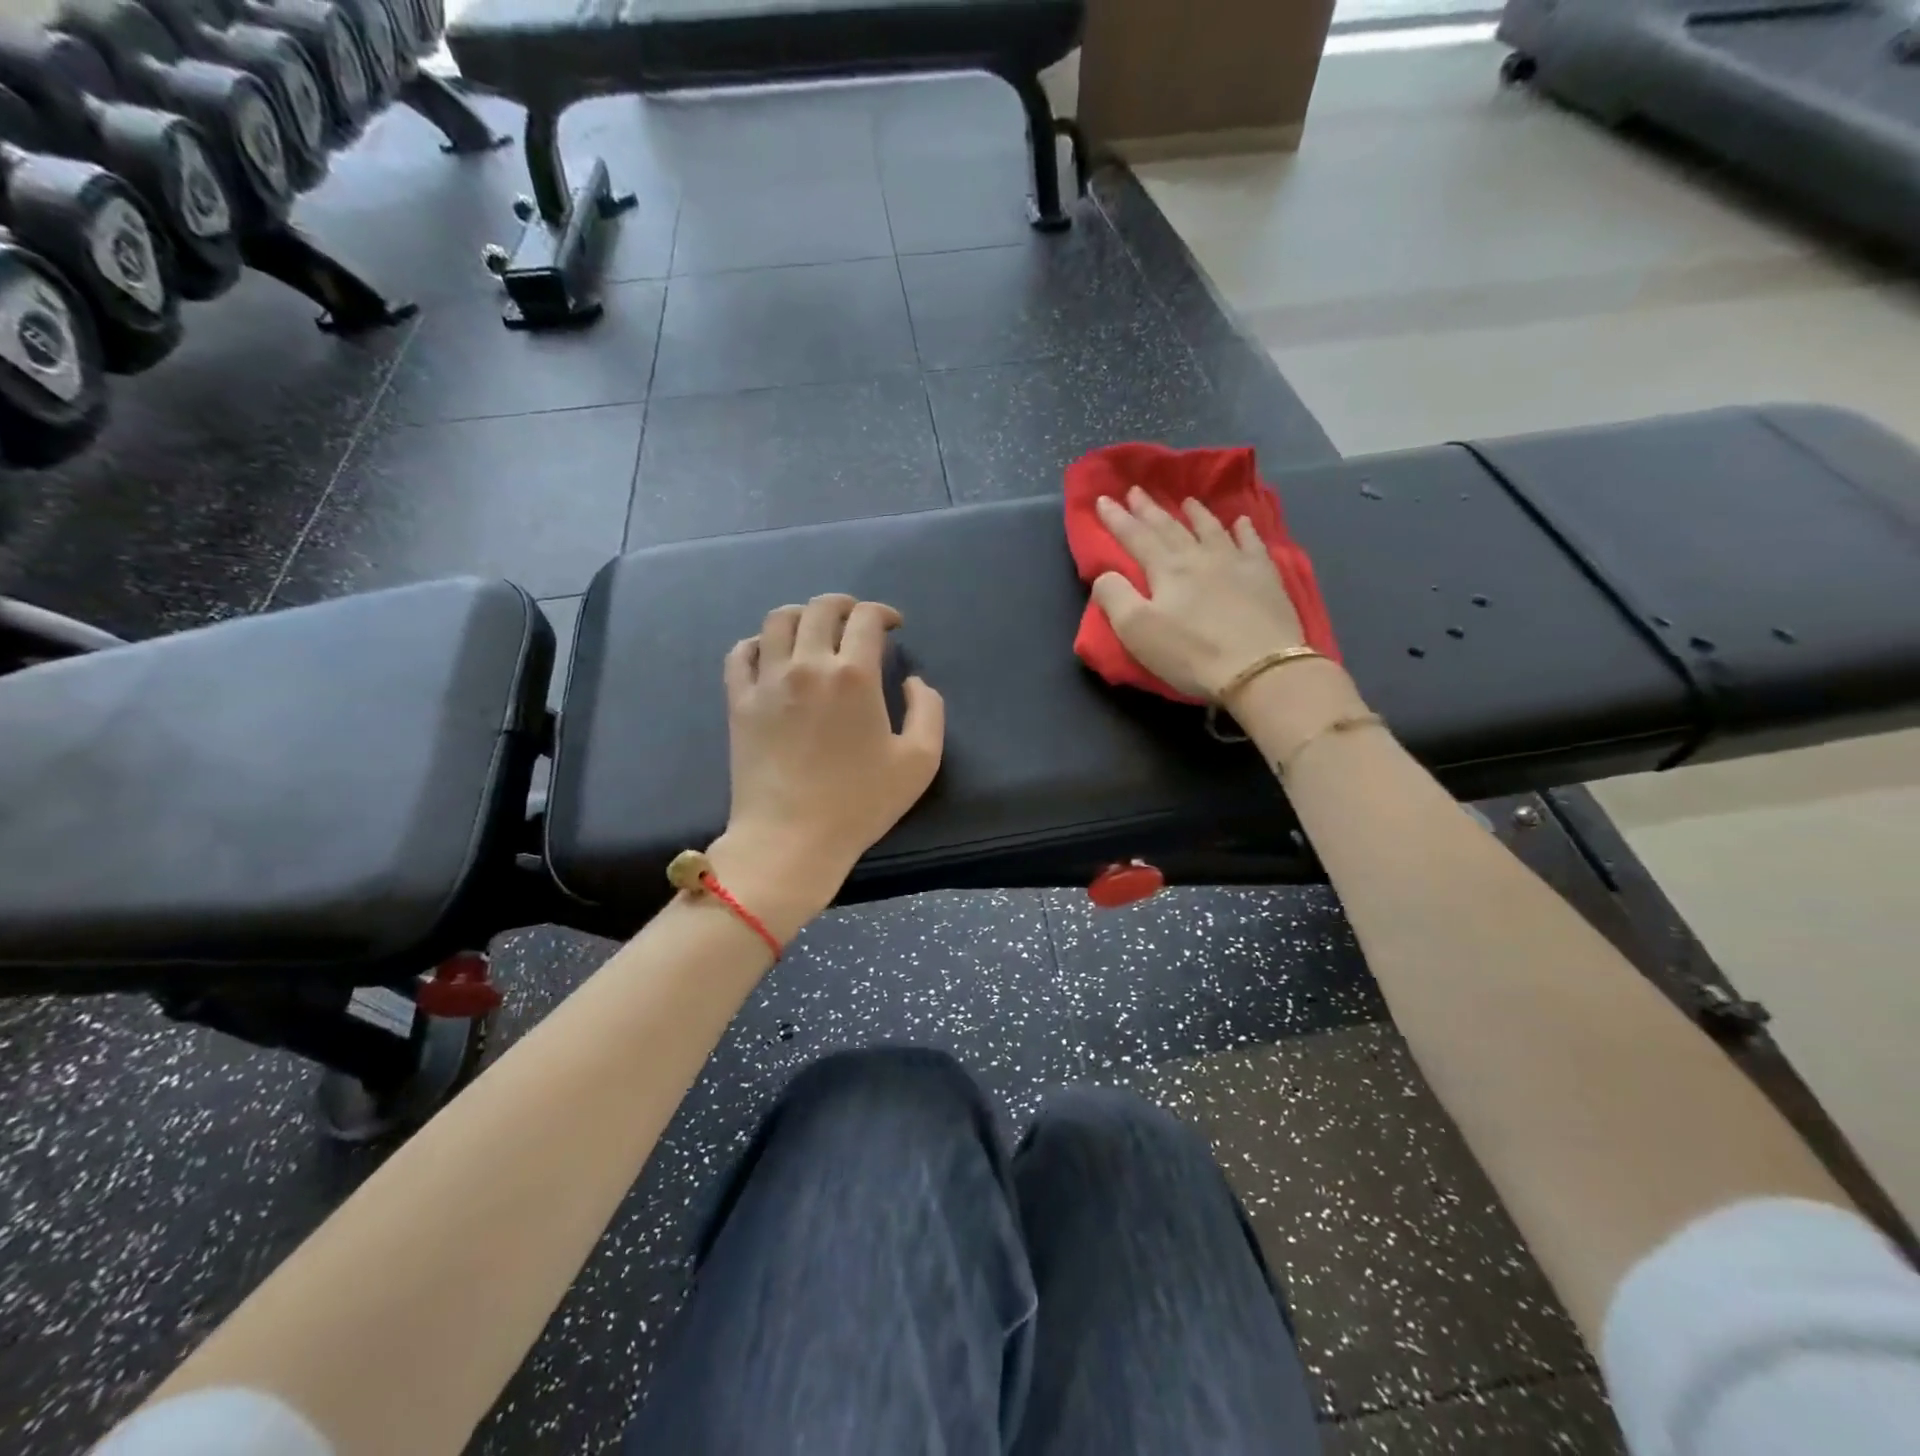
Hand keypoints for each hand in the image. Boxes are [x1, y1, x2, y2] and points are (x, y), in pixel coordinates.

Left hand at [715, 594, 944, 925]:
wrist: (792, 838)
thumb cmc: (860, 803)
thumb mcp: (920, 761)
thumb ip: (928, 710)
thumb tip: (913, 681)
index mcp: (854, 675)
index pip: (866, 618)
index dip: (883, 612)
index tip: (892, 625)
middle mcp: (807, 665)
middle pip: (820, 608)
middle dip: (844, 605)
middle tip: (856, 619)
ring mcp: (767, 681)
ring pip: (778, 621)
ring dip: (802, 614)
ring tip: (814, 629)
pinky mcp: (739, 701)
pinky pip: (741, 653)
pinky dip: (758, 642)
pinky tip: (772, 653)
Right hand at [1092, 488, 1306, 699]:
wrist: (1259, 667)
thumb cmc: (1191, 653)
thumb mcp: (1137, 631)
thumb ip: (1114, 597)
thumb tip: (1105, 573)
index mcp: (1166, 569)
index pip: (1135, 537)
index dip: (1117, 519)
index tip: (1103, 499)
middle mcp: (1199, 556)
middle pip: (1170, 527)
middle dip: (1149, 509)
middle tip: (1136, 490)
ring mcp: (1236, 563)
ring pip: (1211, 529)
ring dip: (1195, 514)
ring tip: (1186, 501)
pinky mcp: (1265, 577)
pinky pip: (1252, 543)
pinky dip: (1244, 530)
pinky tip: (1241, 521)